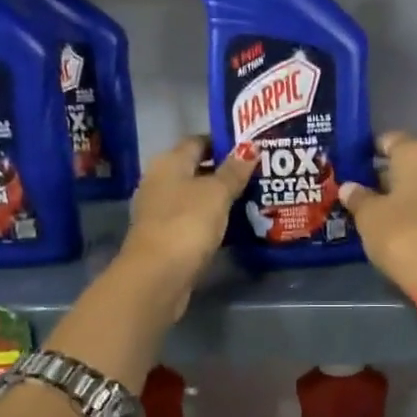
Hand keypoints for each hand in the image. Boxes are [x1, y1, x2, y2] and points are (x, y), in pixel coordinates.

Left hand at [118, 135, 256, 314]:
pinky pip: (194, 220)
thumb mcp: (216, 193)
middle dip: (226, 171)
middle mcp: (160, 182)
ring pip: (196, 197)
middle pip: (196, 169)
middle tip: (259, 173)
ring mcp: (160, 211)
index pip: (198, 141)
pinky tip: (235, 224)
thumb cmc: (187, 223)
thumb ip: (234, 171)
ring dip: (220, 198)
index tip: (252, 148)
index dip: (224, 142)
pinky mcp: (166, 237)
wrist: (157, 275)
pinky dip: (212, 219)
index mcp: (168, 162)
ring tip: (254, 197)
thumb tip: (250, 147)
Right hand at [340, 132, 416, 330]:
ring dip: (399, 196)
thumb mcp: (369, 217)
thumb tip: (349, 187)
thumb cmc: (403, 234)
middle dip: (385, 175)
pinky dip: (413, 213)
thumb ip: (358, 198)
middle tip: (358, 189)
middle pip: (408, 164)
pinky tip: (394, 228)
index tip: (355, 161)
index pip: (392, 140)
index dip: (372, 149)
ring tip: (371, 210)